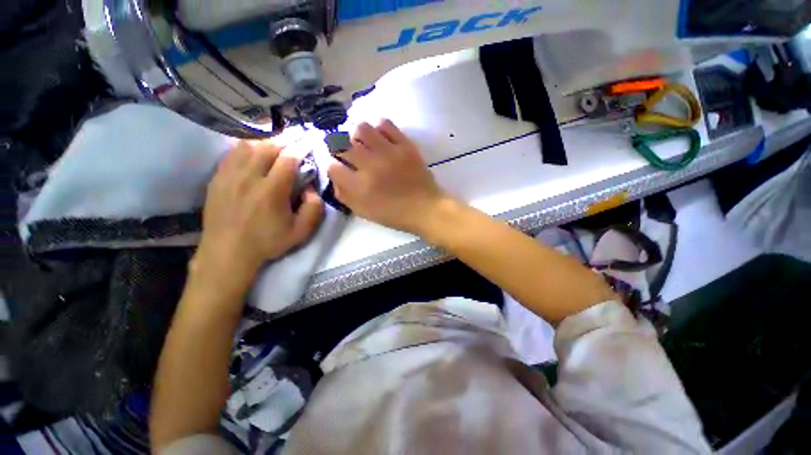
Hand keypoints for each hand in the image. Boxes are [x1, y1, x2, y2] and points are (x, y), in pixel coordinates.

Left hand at [194, 140, 323, 289]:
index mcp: (271, 192)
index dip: (301, 146)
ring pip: (248, 146)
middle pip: (267, 147)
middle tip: (297, 136)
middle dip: (285, 139)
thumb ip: (313, 209)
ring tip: (278, 143)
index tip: (310, 138)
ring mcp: (229, 176)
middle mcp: (248, 178)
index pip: (288, 159)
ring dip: (266, 141)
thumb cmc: (267, 242)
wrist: (227, 253)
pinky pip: (232, 153)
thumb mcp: (301, 232)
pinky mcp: (217, 179)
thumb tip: (312, 189)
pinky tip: (255, 151)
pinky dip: (247, 147)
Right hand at [328, 120, 447, 233]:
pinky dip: (378, 128)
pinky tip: (380, 137)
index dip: (333, 167)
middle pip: (342, 144)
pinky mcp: (405, 145)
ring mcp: (389, 152)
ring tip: (364, 144)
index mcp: (360, 187)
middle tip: (349, 155)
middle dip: (340, 149)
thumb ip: (344, 195)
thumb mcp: (364, 212)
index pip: (332, 166)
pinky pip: (386, 124)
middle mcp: (371, 166)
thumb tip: (335, 176)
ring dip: (357, 135)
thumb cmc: (394, 214)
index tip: (340, 169)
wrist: (425, 208)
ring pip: (361, 128)